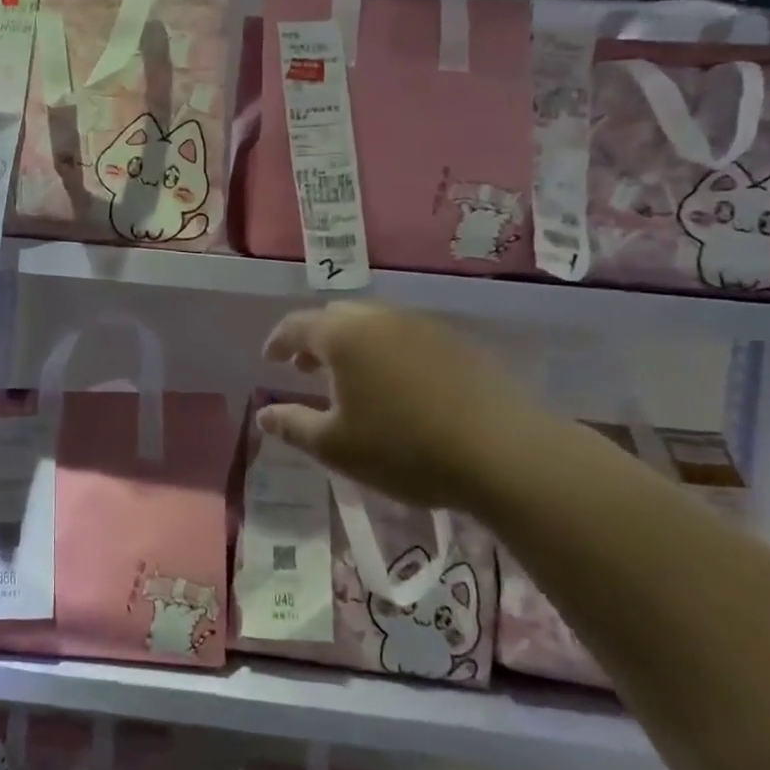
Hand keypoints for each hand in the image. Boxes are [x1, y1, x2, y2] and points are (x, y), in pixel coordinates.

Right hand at [258, 302, 551, 510]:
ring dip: (354, 345)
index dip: (278, 341)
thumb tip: (264, 415)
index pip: (297, 326)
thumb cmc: (405, 449)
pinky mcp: (458, 342)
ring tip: (352, 380)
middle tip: (307, 369)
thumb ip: (293, 425)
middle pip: (337, 317)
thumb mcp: (336, 447)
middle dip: (316, 340)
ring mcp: (424, 326)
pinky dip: (388, 352)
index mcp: (344, 336)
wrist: (504, 453)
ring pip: (375, 324)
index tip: (270, 359)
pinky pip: (407, 337)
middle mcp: (381, 318)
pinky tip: (398, 387)